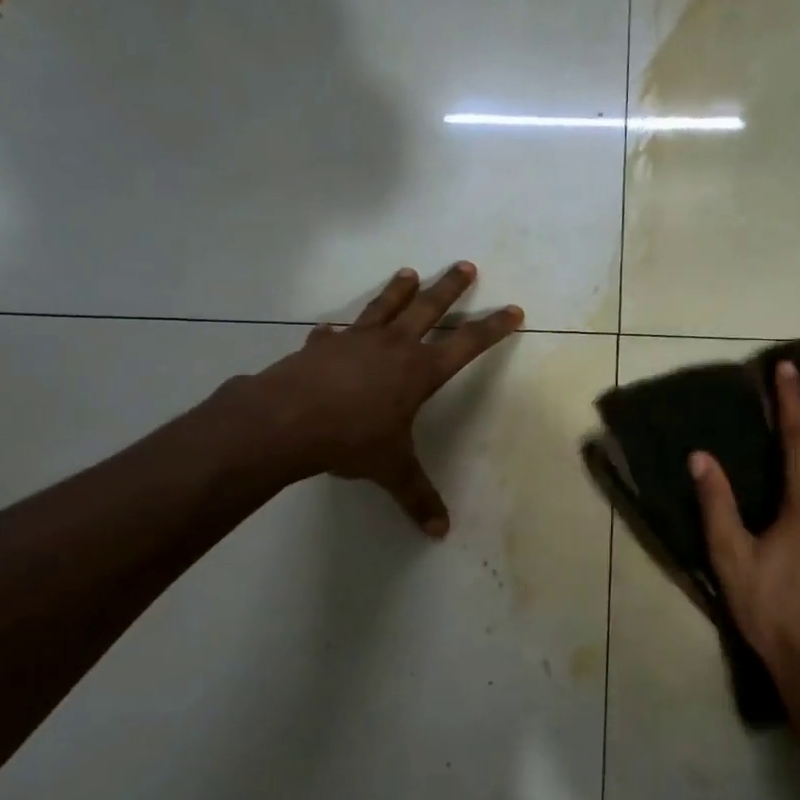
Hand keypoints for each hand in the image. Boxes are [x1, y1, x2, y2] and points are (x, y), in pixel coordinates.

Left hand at [239, 263, 521, 534]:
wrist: (287, 421)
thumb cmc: (351, 440)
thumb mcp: (391, 469)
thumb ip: (417, 496)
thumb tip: (440, 532)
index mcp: (419, 371)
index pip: (467, 344)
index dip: (492, 328)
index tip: (512, 310)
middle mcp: (392, 346)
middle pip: (428, 308)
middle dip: (449, 288)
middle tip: (464, 266)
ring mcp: (355, 341)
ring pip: (384, 306)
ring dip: (399, 290)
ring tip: (409, 272)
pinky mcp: (322, 346)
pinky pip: (335, 334)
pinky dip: (338, 332)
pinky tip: (332, 330)